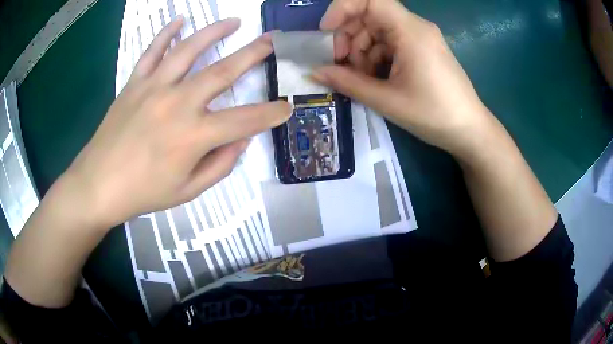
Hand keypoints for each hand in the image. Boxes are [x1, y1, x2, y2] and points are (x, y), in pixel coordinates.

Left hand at [62, 18, 290, 227]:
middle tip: (272, 40)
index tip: (288, 106)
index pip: (245, 120)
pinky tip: (179, 20)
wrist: (98, 184)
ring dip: (214, 32)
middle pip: (223, 71)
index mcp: (193, 136)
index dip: (271, 113)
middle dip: (253, 54)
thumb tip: (241, 140)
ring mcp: (153, 88)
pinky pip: (152, 52)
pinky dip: (166, 33)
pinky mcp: (134, 83)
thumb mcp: (187, 191)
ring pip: (188, 50)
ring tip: (234, 21)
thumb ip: (220, 165)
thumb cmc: (143, 193)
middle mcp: (177, 103)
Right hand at [313, 0, 498, 158]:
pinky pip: (390, 43)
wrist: (469, 131)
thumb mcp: (386, 100)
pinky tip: (375, 78)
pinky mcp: (422, 49)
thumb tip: (314, 73)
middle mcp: (415, 27)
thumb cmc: (433, 115)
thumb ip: (347, 83)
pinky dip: (376, 57)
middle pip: (370, 16)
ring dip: (361, 51)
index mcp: (410, 31)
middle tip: (340, 65)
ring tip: (360, 79)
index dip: (341, 9)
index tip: (326, 33)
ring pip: (378, 31)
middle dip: (348, 37)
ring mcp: (420, 37)